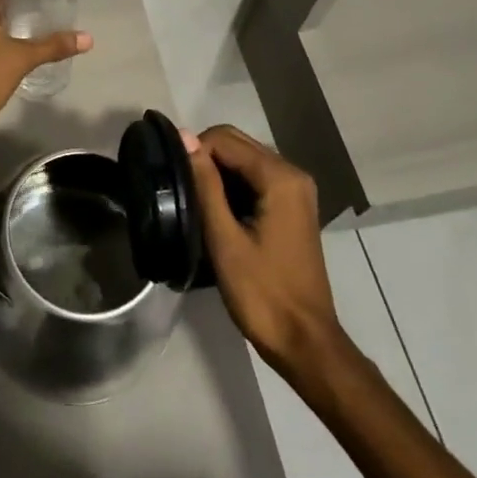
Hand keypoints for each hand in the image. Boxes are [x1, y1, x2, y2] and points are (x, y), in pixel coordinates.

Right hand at [186, 125, 340, 372]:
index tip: (172, 177)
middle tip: (179, 188)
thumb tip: (184, 135)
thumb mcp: (224, 238)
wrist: (304, 342)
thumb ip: (205, 184)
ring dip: (216, 172)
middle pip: (237, 143)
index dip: (193, 151)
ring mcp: (295, 190)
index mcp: (280, 177)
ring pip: (244, 159)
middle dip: (204, 158)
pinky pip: (254, 177)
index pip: (224, 139)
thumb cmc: (262, 293)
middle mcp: (292, 174)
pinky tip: (215, 209)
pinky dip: (232, 185)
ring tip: (192, 199)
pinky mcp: (292, 206)